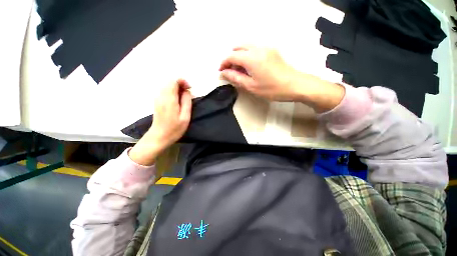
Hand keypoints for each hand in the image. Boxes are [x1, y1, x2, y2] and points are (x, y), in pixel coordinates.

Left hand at [129, 79, 191, 165]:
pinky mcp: (157, 101)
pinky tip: (178, 100)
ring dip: (177, 88)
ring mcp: (157, 98)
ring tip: (185, 97)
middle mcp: (161, 96)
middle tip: (189, 94)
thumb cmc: (174, 129)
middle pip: (170, 81)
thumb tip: (187, 91)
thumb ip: (187, 102)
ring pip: (167, 86)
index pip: (173, 81)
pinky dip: (173, 92)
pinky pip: (165, 91)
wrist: (159, 137)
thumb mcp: (185, 117)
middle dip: (181, 84)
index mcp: (169, 99)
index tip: (190, 89)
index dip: (182, 81)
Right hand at [219, 46, 300, 100]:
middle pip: (238, 47)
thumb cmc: (272, 89)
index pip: (232, 56)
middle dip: (231, 58)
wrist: (294, 85)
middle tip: (230, 71)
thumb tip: (225, 73)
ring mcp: (266, 48)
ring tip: (239, 70)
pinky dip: (248, 55)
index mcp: (252, 58)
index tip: (221, 71)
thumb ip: (236, 78)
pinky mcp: (271, 50)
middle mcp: (258, 48)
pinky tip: (250, 67)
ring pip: (246, 47)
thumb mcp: (251, 86)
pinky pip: (254, 49)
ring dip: (239, 56)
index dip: (224, 63)